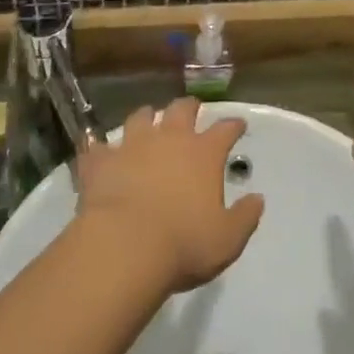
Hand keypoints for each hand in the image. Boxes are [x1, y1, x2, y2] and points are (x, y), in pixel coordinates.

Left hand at [75, 99, 265, 293]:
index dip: (233, 125)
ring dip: (146, 117)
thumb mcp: (227, 240)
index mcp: (203, 153)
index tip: (238, 124)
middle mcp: (170, 138)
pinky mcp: (102, 161)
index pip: (225, 130)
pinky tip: (95, 147)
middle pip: (181, 109)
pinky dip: (99, 147)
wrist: (125, 247)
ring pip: (141, 117)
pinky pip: (98, 146)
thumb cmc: (184, 244)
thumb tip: (258, 199)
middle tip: (191, 109)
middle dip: (189, 106)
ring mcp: (133, 145)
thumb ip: (245, 217)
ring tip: (147, 120)